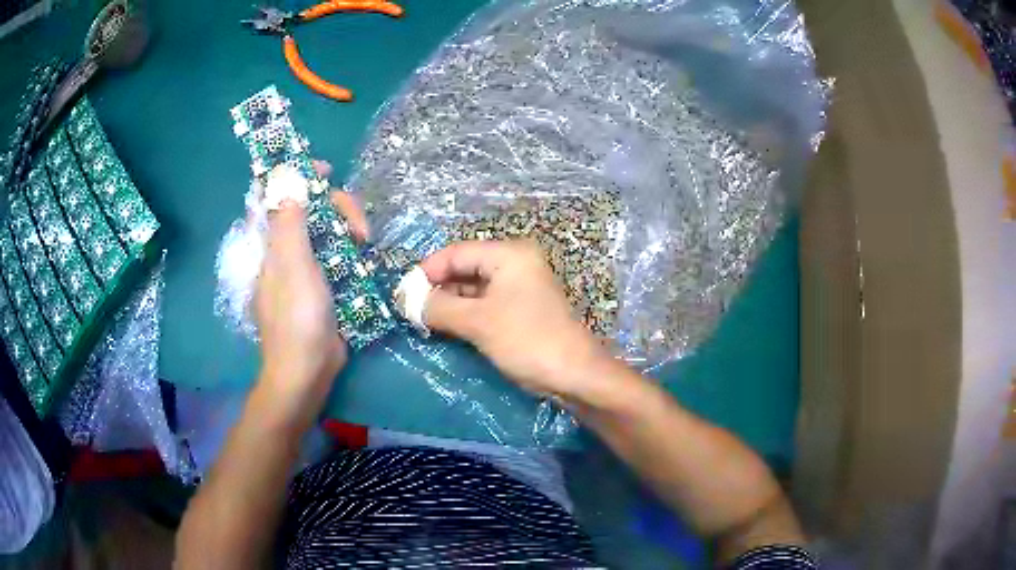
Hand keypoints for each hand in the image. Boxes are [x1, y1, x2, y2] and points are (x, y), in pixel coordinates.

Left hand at [252, 160, 367, 426]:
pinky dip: (352, 250)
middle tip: (360, 226)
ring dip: (348, 229)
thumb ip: (290, 224)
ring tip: (366, 244)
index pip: (277, 197)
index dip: (297, 177)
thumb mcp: (293, 266)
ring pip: (327, 231)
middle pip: (311, 210)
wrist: (308, 369)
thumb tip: (288, 184)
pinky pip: (338, 255)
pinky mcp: (323, 286)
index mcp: (271, 244)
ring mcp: (305, 269)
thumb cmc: (297, 318)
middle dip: (337, 208)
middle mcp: (286, 251)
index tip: (326, 171)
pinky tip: (366, 257)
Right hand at [419, 240, 610, 399]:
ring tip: (422, 321)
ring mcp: (519, 287)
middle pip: (464, 268)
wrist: (574, 374)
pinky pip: (484, 304)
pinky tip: (445, 327)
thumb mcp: (478, 322)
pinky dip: (464, 314)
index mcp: (508, 255)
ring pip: (472, 288)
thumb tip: (407, 302)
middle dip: (436, 288)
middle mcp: (514, 264)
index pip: (456, 253)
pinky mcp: (520, 309)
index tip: (402, 294)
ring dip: (448, 303)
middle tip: (409, 310)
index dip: (426, 271)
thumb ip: (438, 307)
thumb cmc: (527, 340)